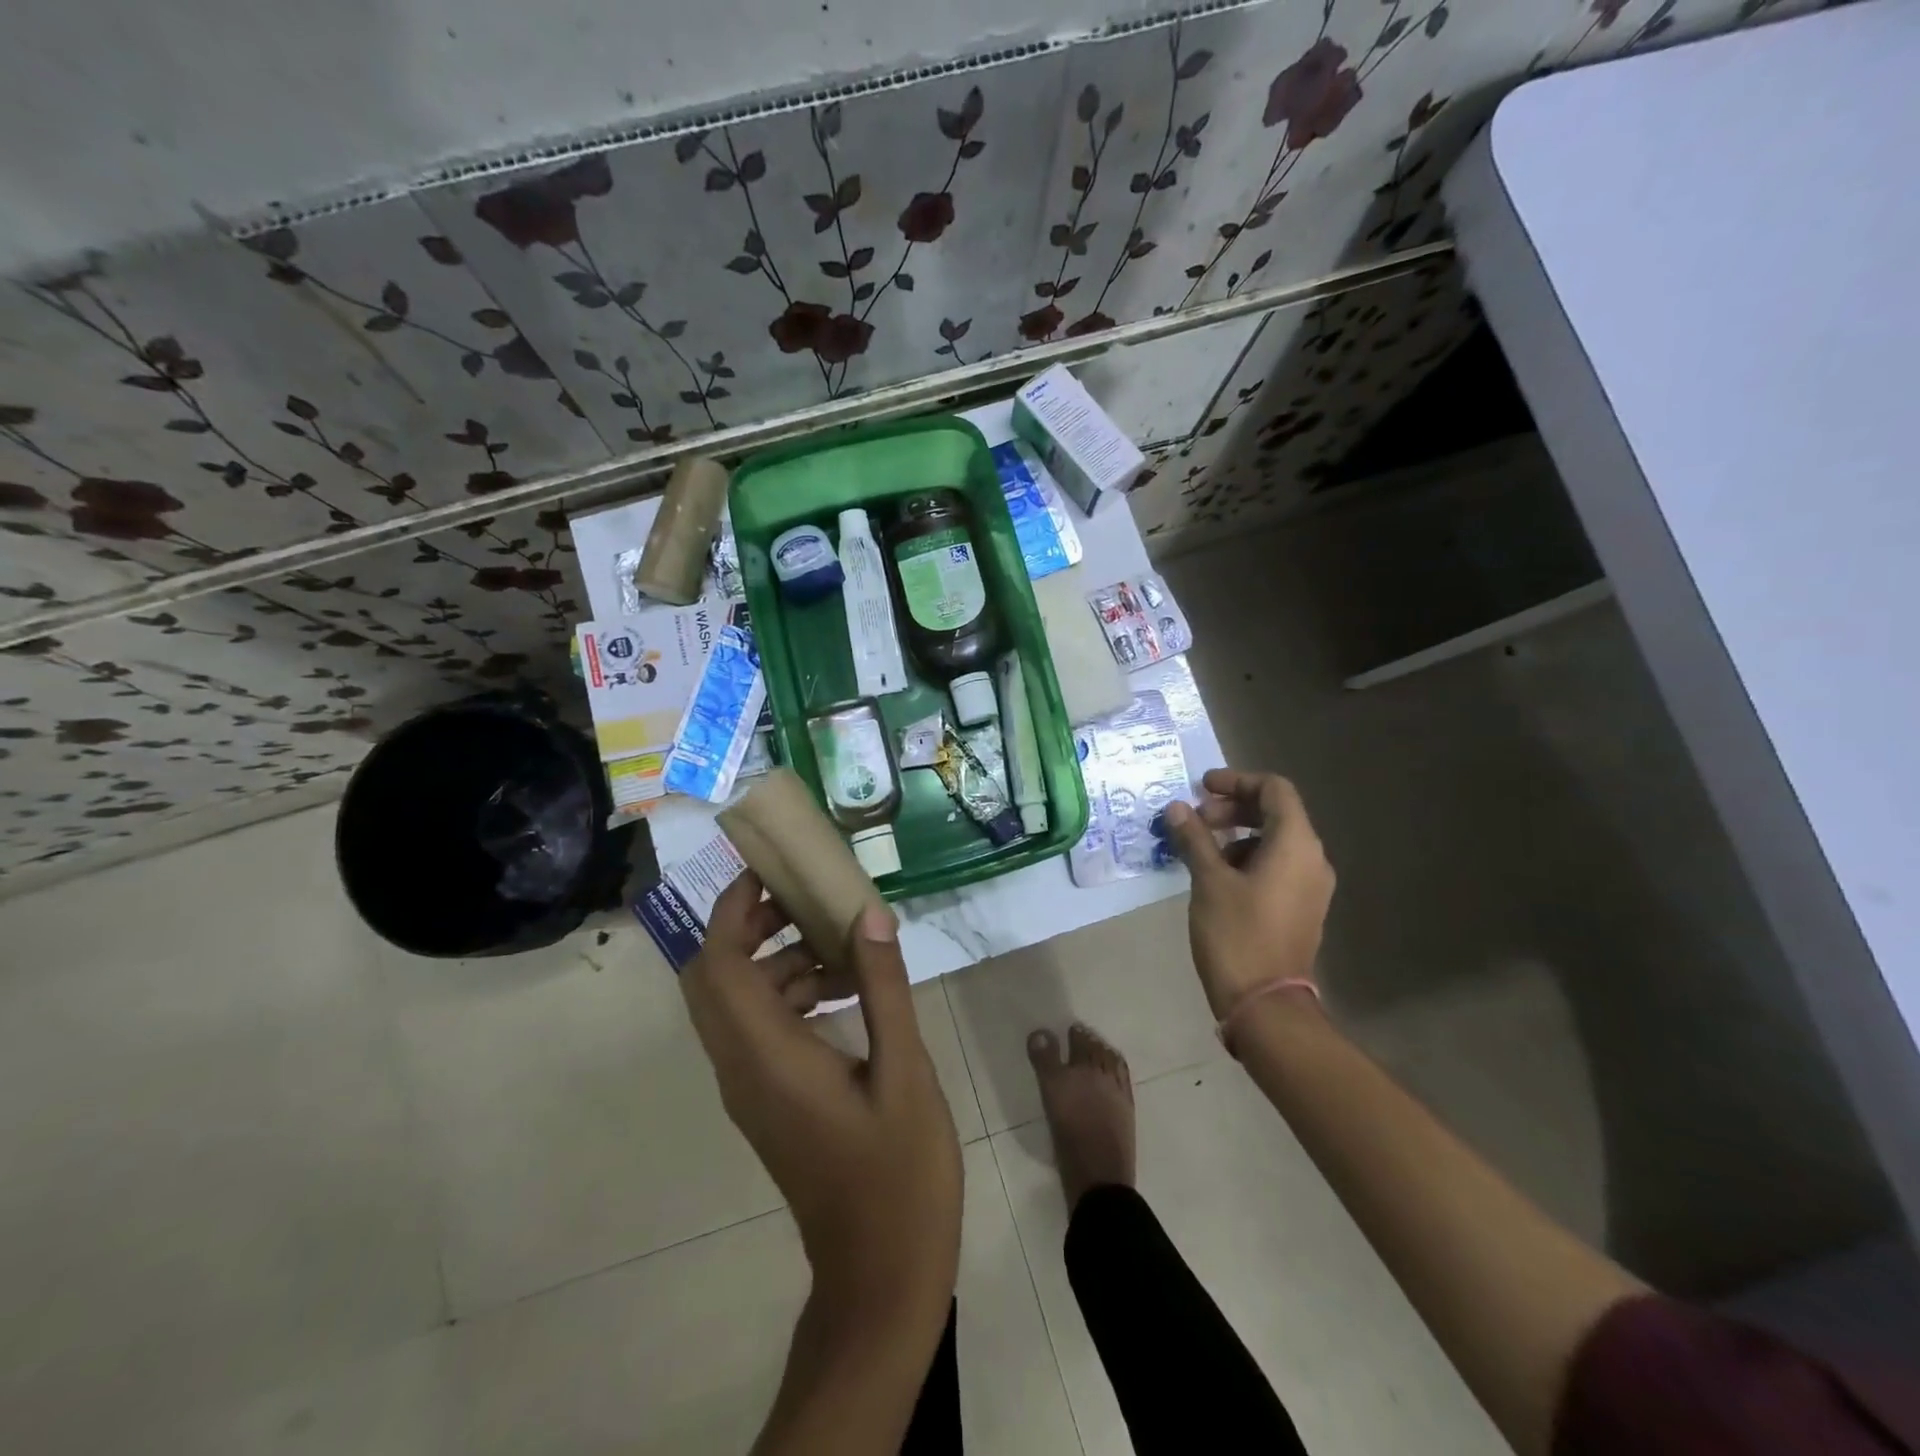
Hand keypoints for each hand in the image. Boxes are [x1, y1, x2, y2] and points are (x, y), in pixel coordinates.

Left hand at [681, 871, 962, 1330]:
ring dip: (778, 961)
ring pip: (738, 1002)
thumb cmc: (899, 1173)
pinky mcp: (768, 1101)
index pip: (717, 966)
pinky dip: (791, 995)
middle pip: (713, 978)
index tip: (769, 872)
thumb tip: (869, 913)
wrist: (880, 1273)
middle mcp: (743, 1069)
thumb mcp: (905, 1071)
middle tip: (804, 898)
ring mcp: (751, 1089)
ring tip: (844, 944)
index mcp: (769, 1058)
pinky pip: (760, 1029)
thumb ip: (884, 988)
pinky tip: (849, 992)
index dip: (731, 911)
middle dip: (749, 926)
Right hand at [1161, 768, 1335, 1019]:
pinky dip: (1247, 857)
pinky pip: (1277, 865)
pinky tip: (1216, 875)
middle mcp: (1312, 859)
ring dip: (1237, 834)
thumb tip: (1177, 808)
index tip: (1201, 788)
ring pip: (1275, 840)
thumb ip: (1194, 838)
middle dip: (1233, 808)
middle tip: (1195, 819)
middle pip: (1275, 812)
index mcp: (1296, 844)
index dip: (1236, 781)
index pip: (1274, 789)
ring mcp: (1310, 885)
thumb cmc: (1237, 934)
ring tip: (1200, 849)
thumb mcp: (1209, 881)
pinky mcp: (1301, 907)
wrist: (1265, 1003)